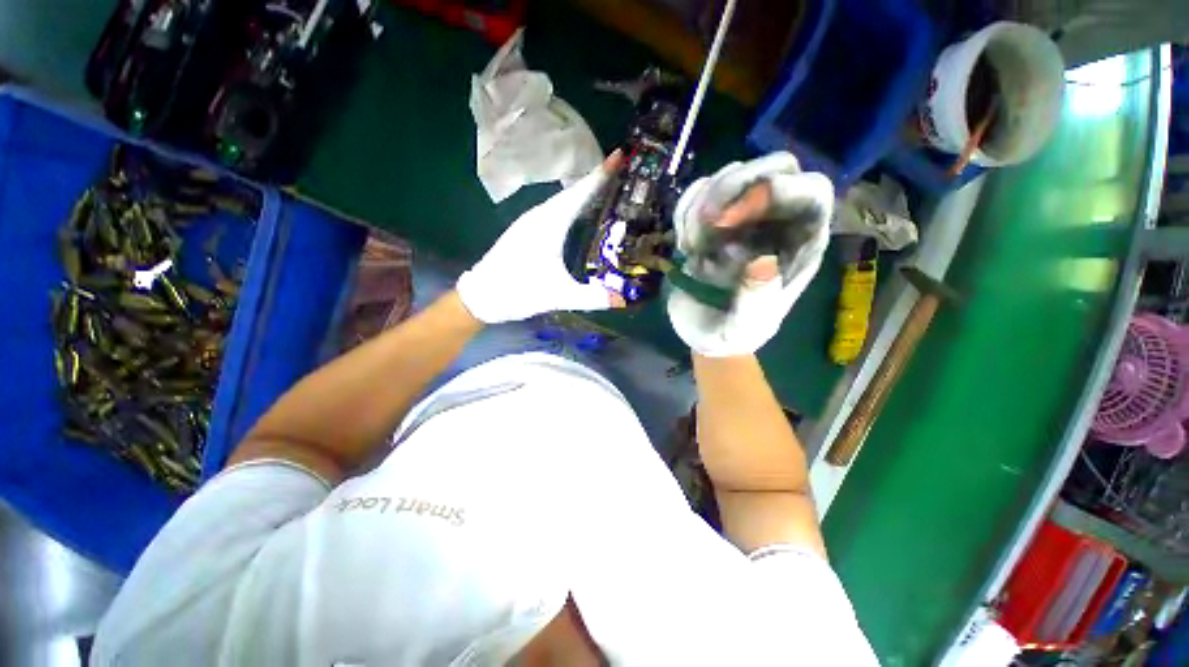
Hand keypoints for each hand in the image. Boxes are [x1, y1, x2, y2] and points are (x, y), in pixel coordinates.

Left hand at [457, 153, 624, 323]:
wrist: (481, 296)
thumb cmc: (517, 291)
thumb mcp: (558, 296)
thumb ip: (591, 297)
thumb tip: (623, 300)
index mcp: (549, 223)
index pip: (580, 192)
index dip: (602, 174)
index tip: (622, 155)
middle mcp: (540, 216)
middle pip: (574, 192)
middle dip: (598, 181)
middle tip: (625, 176)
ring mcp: (532, 222)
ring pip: (564, 201)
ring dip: (586, 194)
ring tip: (610, 193)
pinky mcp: (528, 231)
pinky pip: (557, 211)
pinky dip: (574, 208)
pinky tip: (583, 217)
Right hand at [667, 152, 833, 356]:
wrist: (704, 331)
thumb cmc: (731, 333)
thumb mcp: (743, 327)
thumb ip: (756, 301)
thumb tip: (762, 260)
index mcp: (801, 245)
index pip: (809, 192)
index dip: (774, 191)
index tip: (724, 221)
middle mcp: (778, 222)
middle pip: (775, 166)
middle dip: (732, 188)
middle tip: (704, 225)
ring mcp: (745, 216)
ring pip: (733, 173)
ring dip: (702, 204)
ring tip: (691, 247)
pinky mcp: (715, 220)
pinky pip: (701, 191)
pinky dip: (685, 210)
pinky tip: (685, 243)